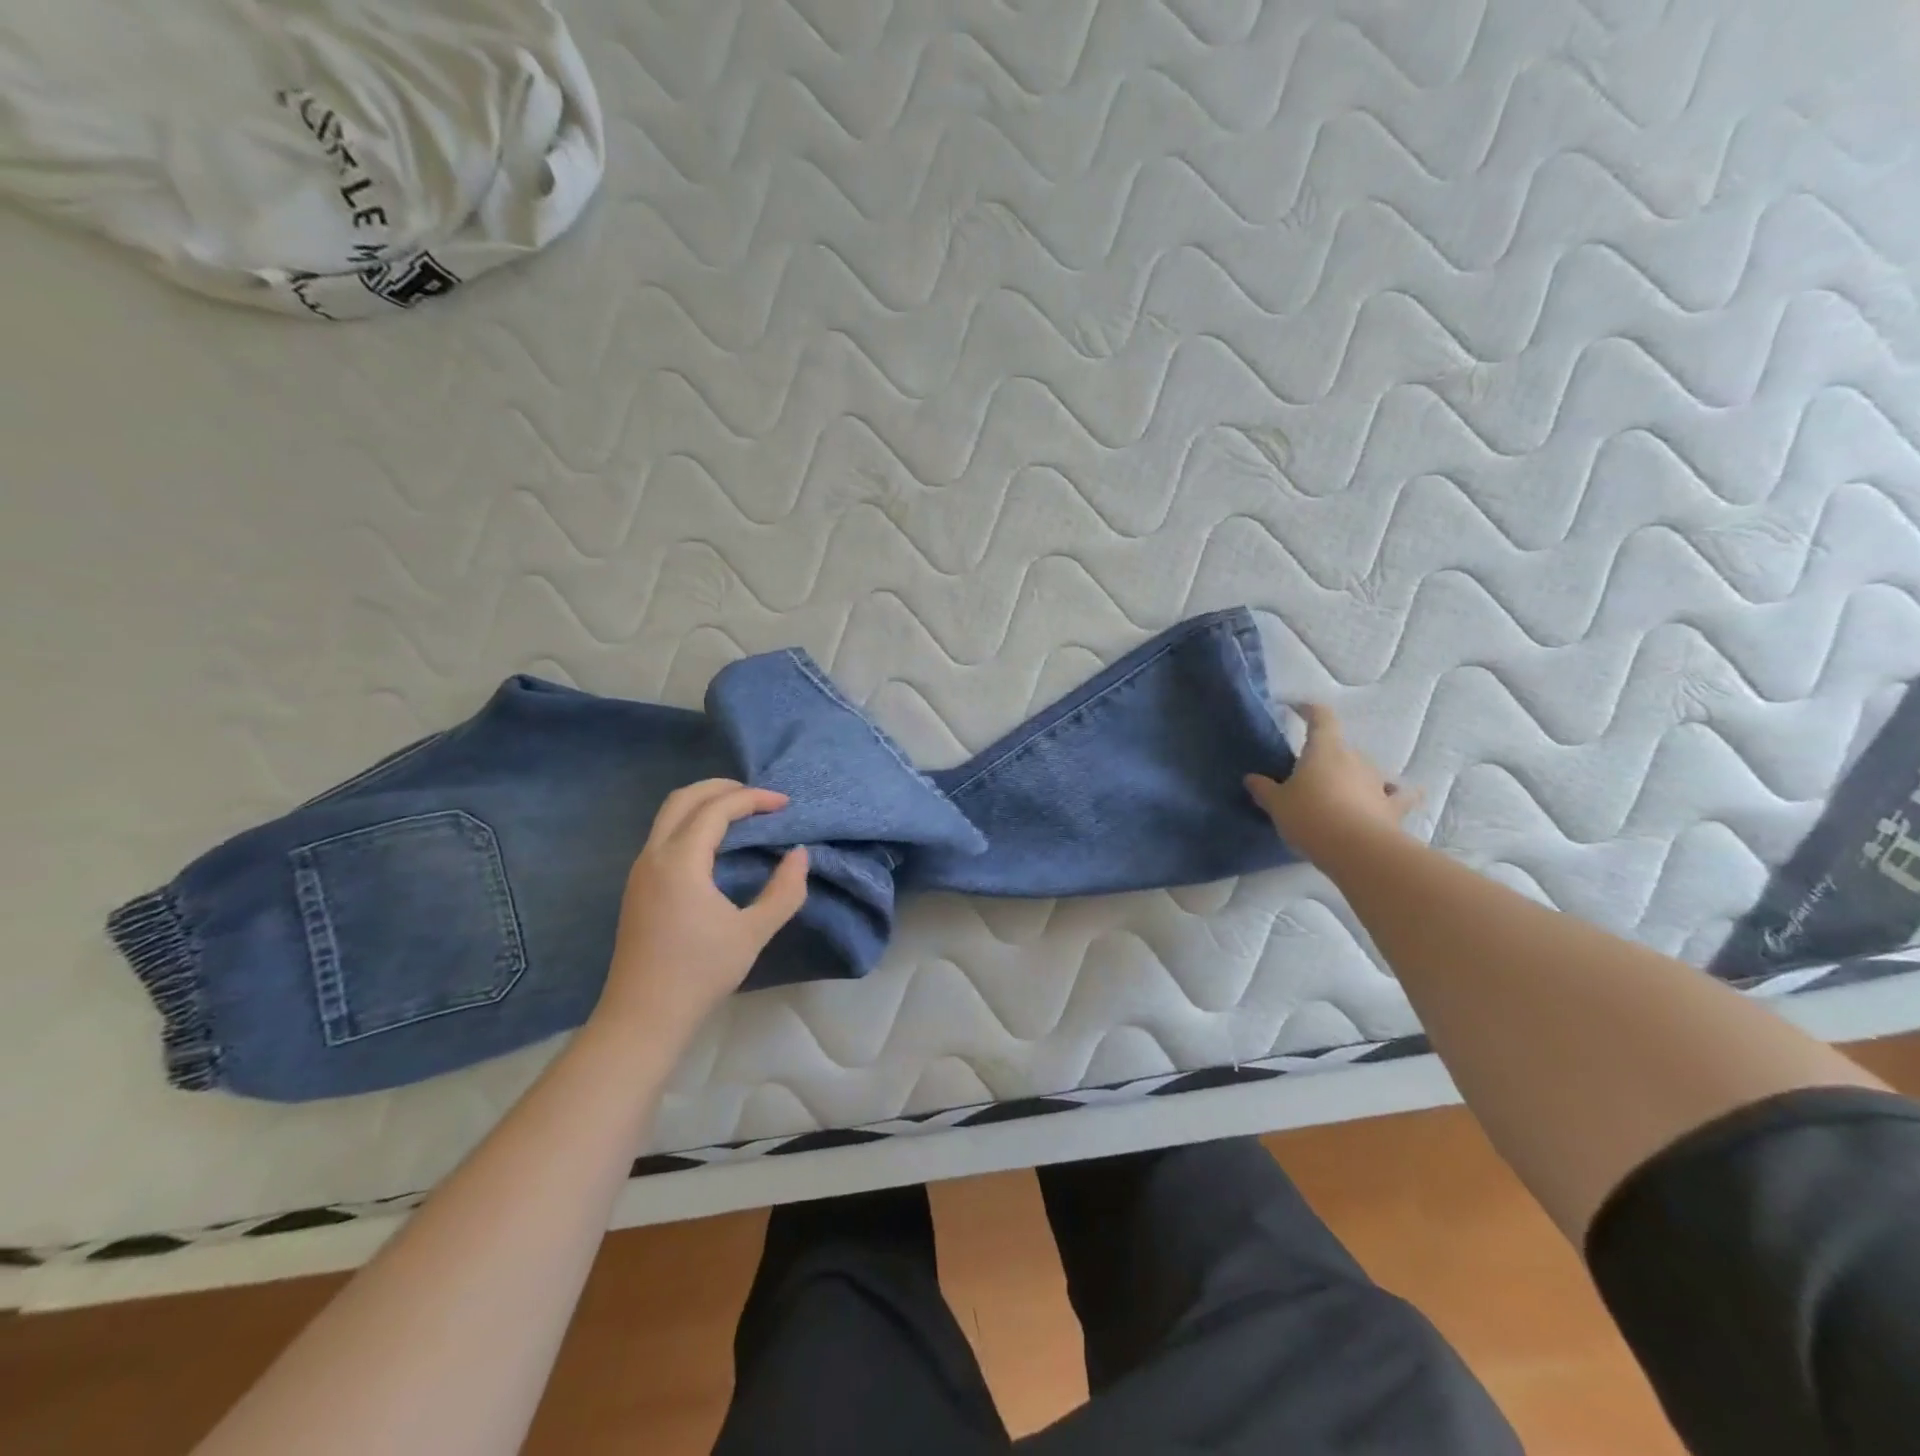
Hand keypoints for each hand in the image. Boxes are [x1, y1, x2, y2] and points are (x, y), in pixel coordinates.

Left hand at [595, 779, 808, 1044]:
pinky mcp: (638, 886)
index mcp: (680, 861)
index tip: (785, 803)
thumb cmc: (700, 973)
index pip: (717, 809)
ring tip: (743, 813)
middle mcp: (653, 855)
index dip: (754, 799)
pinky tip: (717, 843)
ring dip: (705, 803)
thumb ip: (784, 890)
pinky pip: (664, 834)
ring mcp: (640, 870)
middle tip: (760, 797)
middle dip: (723, 788)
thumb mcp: (753, 932)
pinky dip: (692, 822)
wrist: (643, 1016)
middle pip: (684, 798)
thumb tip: (800, 854)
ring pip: (669, 814)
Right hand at [1245, 704, 1418, 863]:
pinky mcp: (1393, 807)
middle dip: (1325, 757)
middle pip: (1339, 748)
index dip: (1309, 710)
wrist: (1357, 850)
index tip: (1297, 708)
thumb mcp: (1277, 804)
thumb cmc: (1310, 817)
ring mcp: (1377, 782)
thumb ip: (1264, 789)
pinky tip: (1398, 794)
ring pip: (1364, 770)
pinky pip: (1398, 795)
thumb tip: (1252, 778)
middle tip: (1307, 774)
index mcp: (1324, 750)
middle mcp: (1354, 758)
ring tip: (1339, 791)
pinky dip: (1397, 793)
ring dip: (1352, 776)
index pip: (1321, 717)